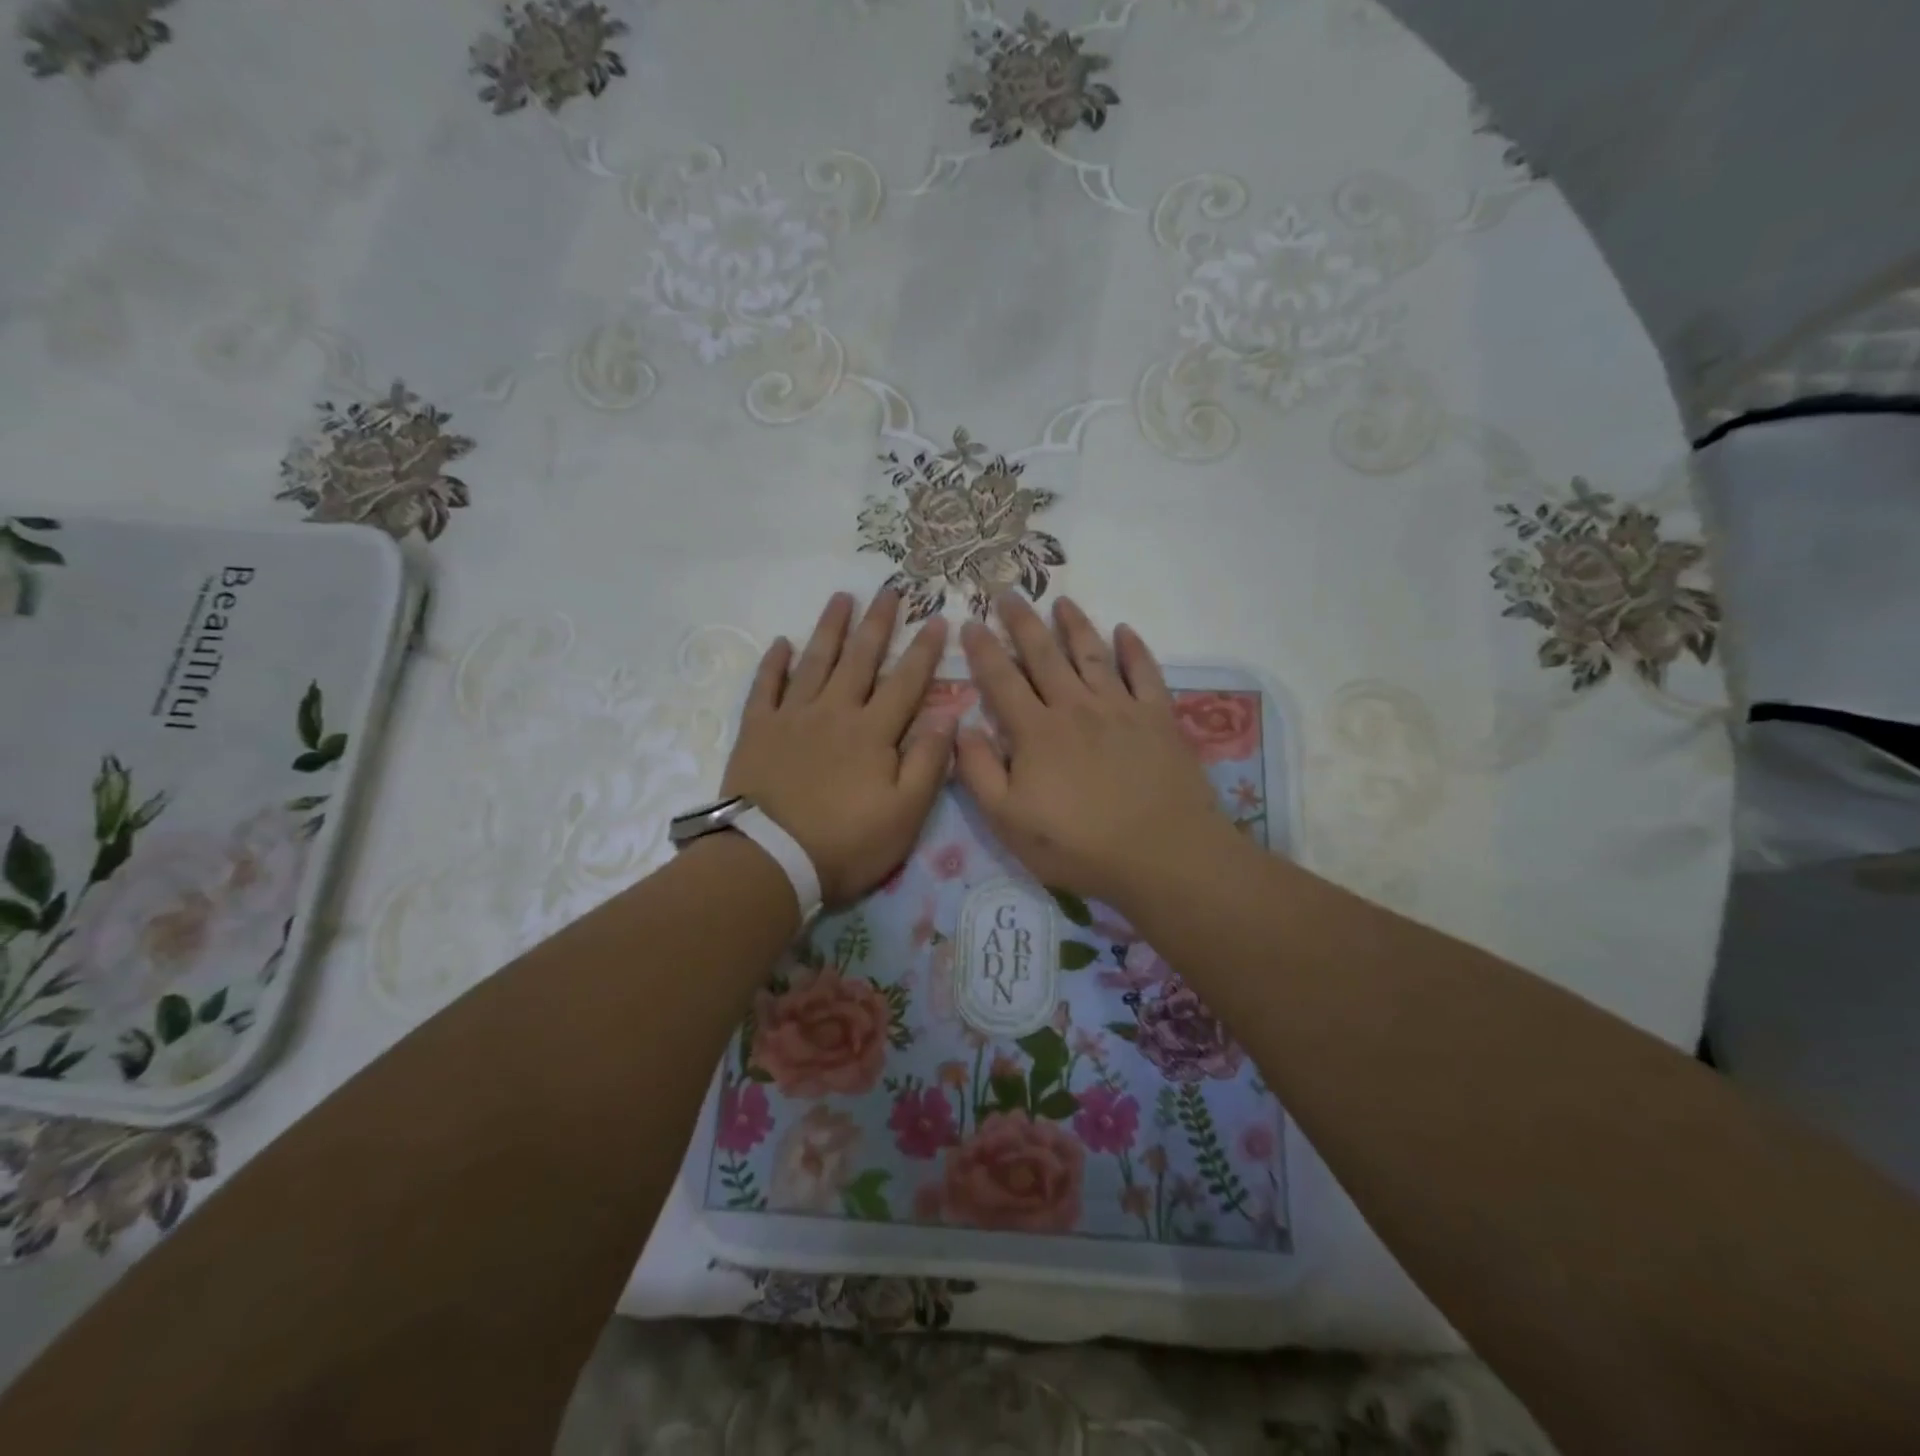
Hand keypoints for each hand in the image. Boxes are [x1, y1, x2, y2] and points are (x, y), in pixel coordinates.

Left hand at [722, 590, 953, 904]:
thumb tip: (949, 715)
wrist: (771, 860)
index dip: (923, 651)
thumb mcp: (905, 813)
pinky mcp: (757, 730)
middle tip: (889, 589)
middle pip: (861, 659)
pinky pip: (766, 687)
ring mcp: (792, 717)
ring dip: (830, 629)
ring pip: (815, 662)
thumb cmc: (846, 843)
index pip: (906, 682)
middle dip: (878, 623)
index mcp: (873, 732)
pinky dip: (774, 663)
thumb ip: (929, 762)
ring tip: (842, 598)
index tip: (936, 618)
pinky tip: (781, 643)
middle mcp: (835, 712)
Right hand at [955, 595, 1236, 912]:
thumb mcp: (1009, 821)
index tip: (970, 622)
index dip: (982, 650)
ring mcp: (1121, 708)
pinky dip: (1134, 649)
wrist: (1162, 853)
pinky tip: (1125, 631)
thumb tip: (964, 727)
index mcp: (1036, 731)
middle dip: (1022, 622)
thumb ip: (979, 772)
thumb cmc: (1078, 845)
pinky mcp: (1158, 718)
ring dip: (1074, 625)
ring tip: (1061, 601)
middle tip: (1008, 593)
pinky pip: (1145, 672)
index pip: (1001, 680)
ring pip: (1092, 654)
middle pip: (1044, 655)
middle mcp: (1075, 707)